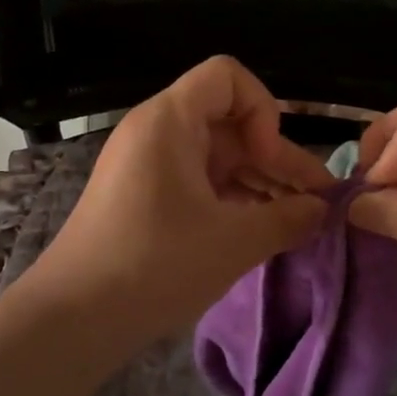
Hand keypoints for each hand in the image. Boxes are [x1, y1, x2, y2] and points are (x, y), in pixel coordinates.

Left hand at [21, 57, 333, 341]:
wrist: (73, 319)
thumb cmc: (155, 265)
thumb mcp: (233, 242)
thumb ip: (288, 219)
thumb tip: (323, 210)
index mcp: (170, 121)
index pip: (229, 77)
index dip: (262, 110)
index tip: (268, 160)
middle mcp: (157, 132)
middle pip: (231, 122)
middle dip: (277, 159)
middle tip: (317, 204)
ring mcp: (149, 166)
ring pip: (219, 157)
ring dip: (261, 184)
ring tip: (299, 223)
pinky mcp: (146, 197)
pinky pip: (200, 182)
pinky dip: (234, 200)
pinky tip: (263, 231)